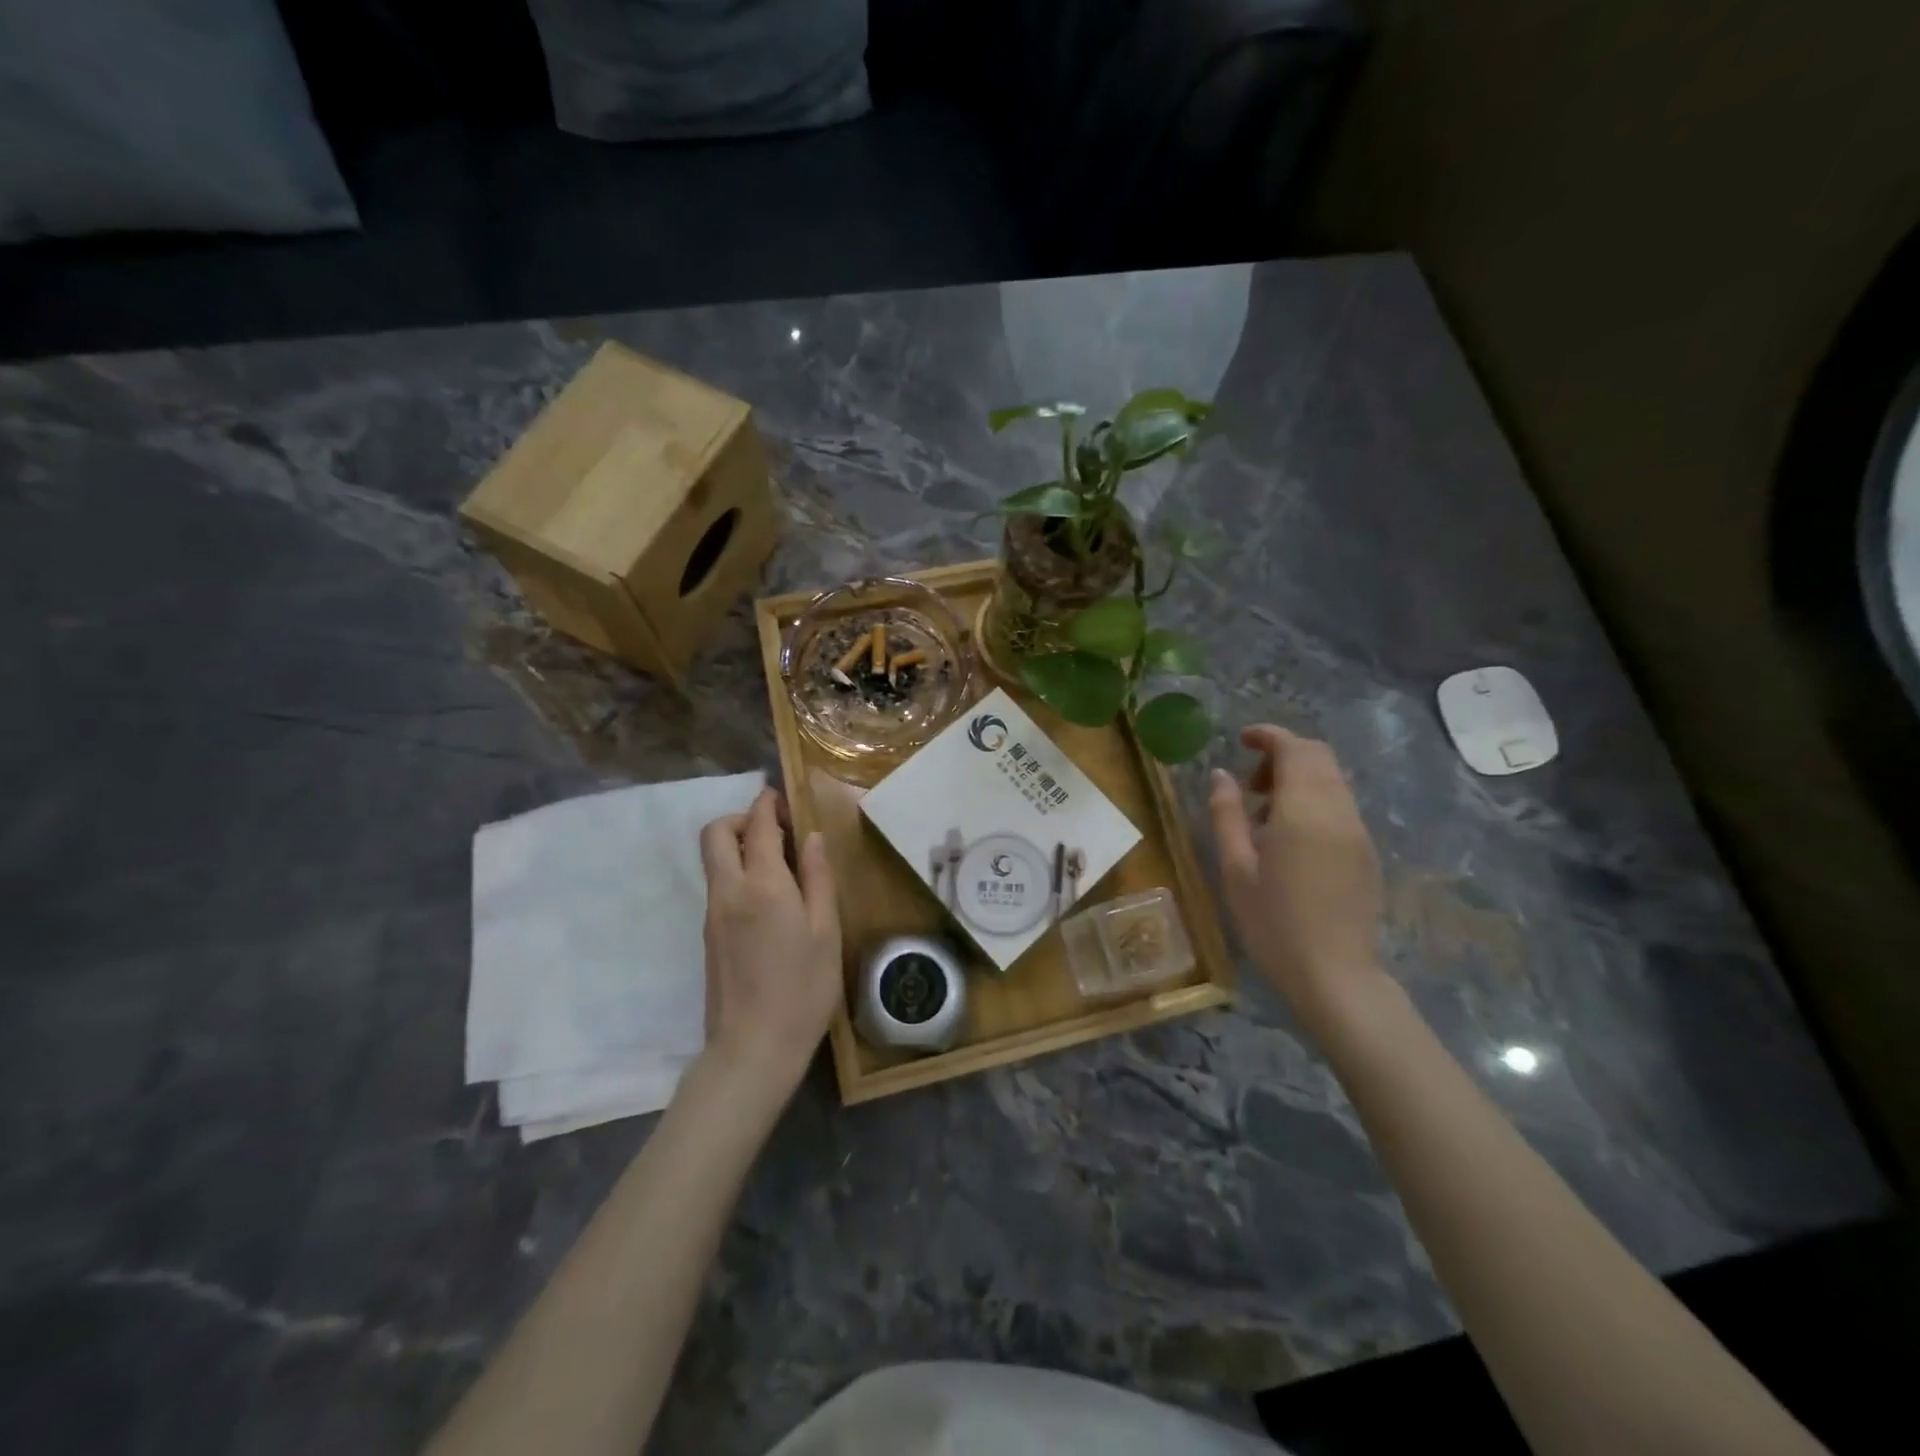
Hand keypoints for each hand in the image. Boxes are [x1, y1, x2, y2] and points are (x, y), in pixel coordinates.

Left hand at [697, 788, 842, 1103]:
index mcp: (762, 885)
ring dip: (739, 845)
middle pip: (716, 833)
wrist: (752, 1049)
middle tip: (777, 831)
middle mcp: (728, 891)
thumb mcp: (826, 932)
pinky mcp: (708, 935)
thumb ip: (818, 879)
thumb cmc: (803, 990)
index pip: (757, 825)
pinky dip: (737, 872)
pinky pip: (718, 884)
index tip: (784, 798)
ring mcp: (713, 913)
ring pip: (713, 859)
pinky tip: (770, 899)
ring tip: (780, 865)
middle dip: (742, 818)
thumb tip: (811, 838)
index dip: (769, 804)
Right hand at [1209, 724, 1386, 1031]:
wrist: (1335, 977)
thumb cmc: (1273, 923)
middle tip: (1249, 785)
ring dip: (1298, 778)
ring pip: (1332, 779)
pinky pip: (1340, 804)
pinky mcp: (1366, 851)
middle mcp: (1338, 811)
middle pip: (1319, 756)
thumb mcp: (1235, 868)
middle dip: (1283, 754)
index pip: (1295, 749)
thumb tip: (1222, 774)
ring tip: (1264, 815)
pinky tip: (1289, 837)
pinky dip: (1313, 799)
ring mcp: (1358, 831)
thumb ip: (1226, 814)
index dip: (1268, 736)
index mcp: (1304, 811)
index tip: (1241, 740)